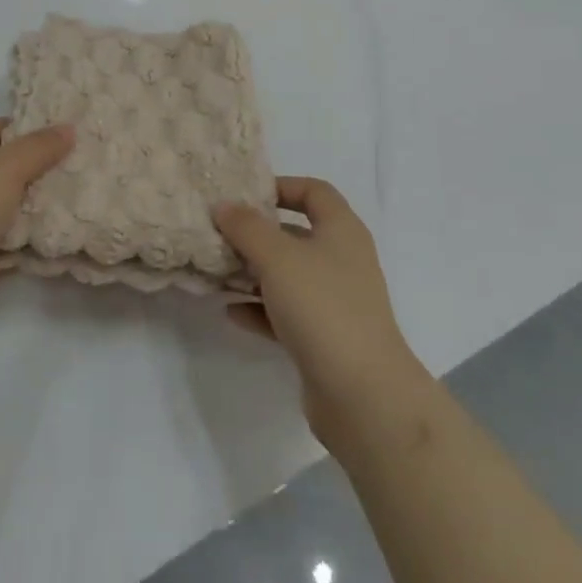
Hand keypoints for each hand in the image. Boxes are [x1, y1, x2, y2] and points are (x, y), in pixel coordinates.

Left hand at [0, 118, 73, 357]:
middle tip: (81, 164)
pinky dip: (32, 242)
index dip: (27, 126)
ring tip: (81, 198)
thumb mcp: (4, 168)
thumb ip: (38, 148)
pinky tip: (63, 236)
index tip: (65, 131)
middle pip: (4, 169)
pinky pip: (10, 244)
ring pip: (9, 208)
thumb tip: (68, 128)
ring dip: (39, 207)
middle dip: (40, 167)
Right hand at [215, 178, 428, 447]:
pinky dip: (260, 309)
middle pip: (297, 234)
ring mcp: (335, 302)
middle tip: (221, 233)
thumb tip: (224, 205)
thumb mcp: (278, 257)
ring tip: (218, 271)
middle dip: (259, 233)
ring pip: (289, 276)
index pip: (314, 191)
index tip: (246, 194)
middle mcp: (342, 260)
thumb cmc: (323, 307)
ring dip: (255, 273)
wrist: (363, 395)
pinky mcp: (325, 339)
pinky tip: (230, 312)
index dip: (282, 186)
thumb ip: (247, 227)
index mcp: (341, 230)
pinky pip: (286, 314)